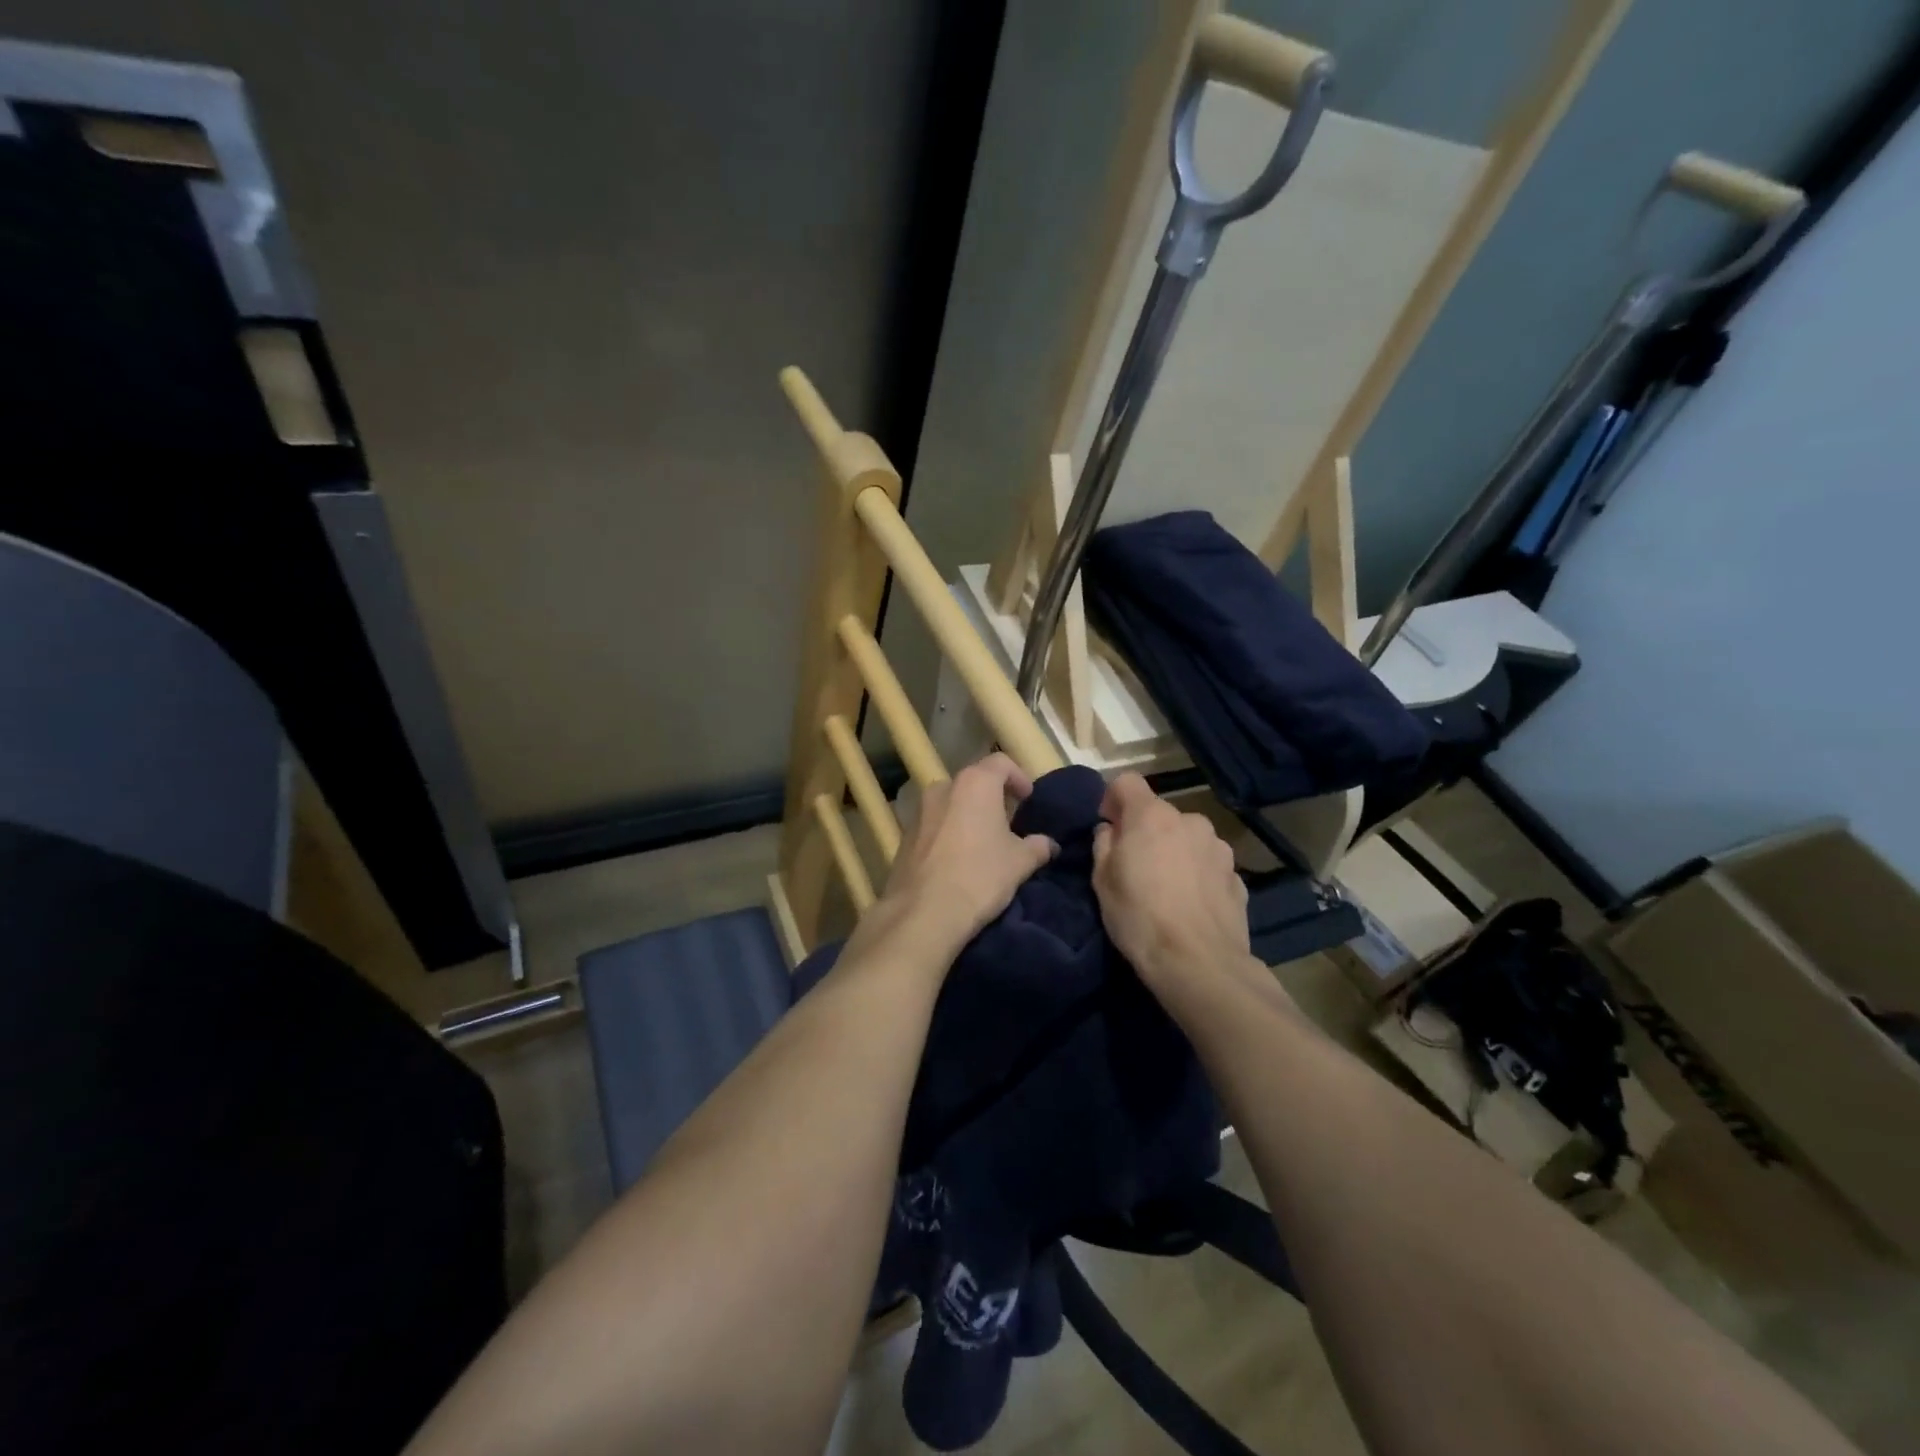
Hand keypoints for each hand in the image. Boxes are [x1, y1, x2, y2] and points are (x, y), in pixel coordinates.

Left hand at [859, 754, 1056, 964]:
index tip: (1028, 799)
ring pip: (950, 803)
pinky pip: (933, 826)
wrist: (923, 913)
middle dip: (992, 797)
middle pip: (973, 782)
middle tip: (1008, 822)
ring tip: (982, 843)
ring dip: (967, 815)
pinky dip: (948, 833)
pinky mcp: (904, 837)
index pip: (1001, 762)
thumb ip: (1038, 846)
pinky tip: (957, 860)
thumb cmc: (980, 876)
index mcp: (974, 784)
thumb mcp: (1020, 862)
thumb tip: (1049, 844)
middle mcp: (943, 788)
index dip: (1018, 776)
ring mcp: (918, 811)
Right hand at [1092, 773, 1250, 990]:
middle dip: (1145, 832)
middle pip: (1159, 814)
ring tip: (1166, 889)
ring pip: (1187, 838)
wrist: (1200, 964)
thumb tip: (1110, 830)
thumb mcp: (1102, 881)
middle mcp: (1190, 821)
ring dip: (1174, 851)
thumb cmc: (1139, 917)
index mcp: (1152, 816)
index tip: (1108, 826)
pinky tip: (1189, 906)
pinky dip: (1196, 875)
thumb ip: (1104, 844)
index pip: (1127, 782)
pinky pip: (1207, 865)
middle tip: (1134, 867)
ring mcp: (1219, 848)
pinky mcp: (1238, 877)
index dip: (1112, 798)